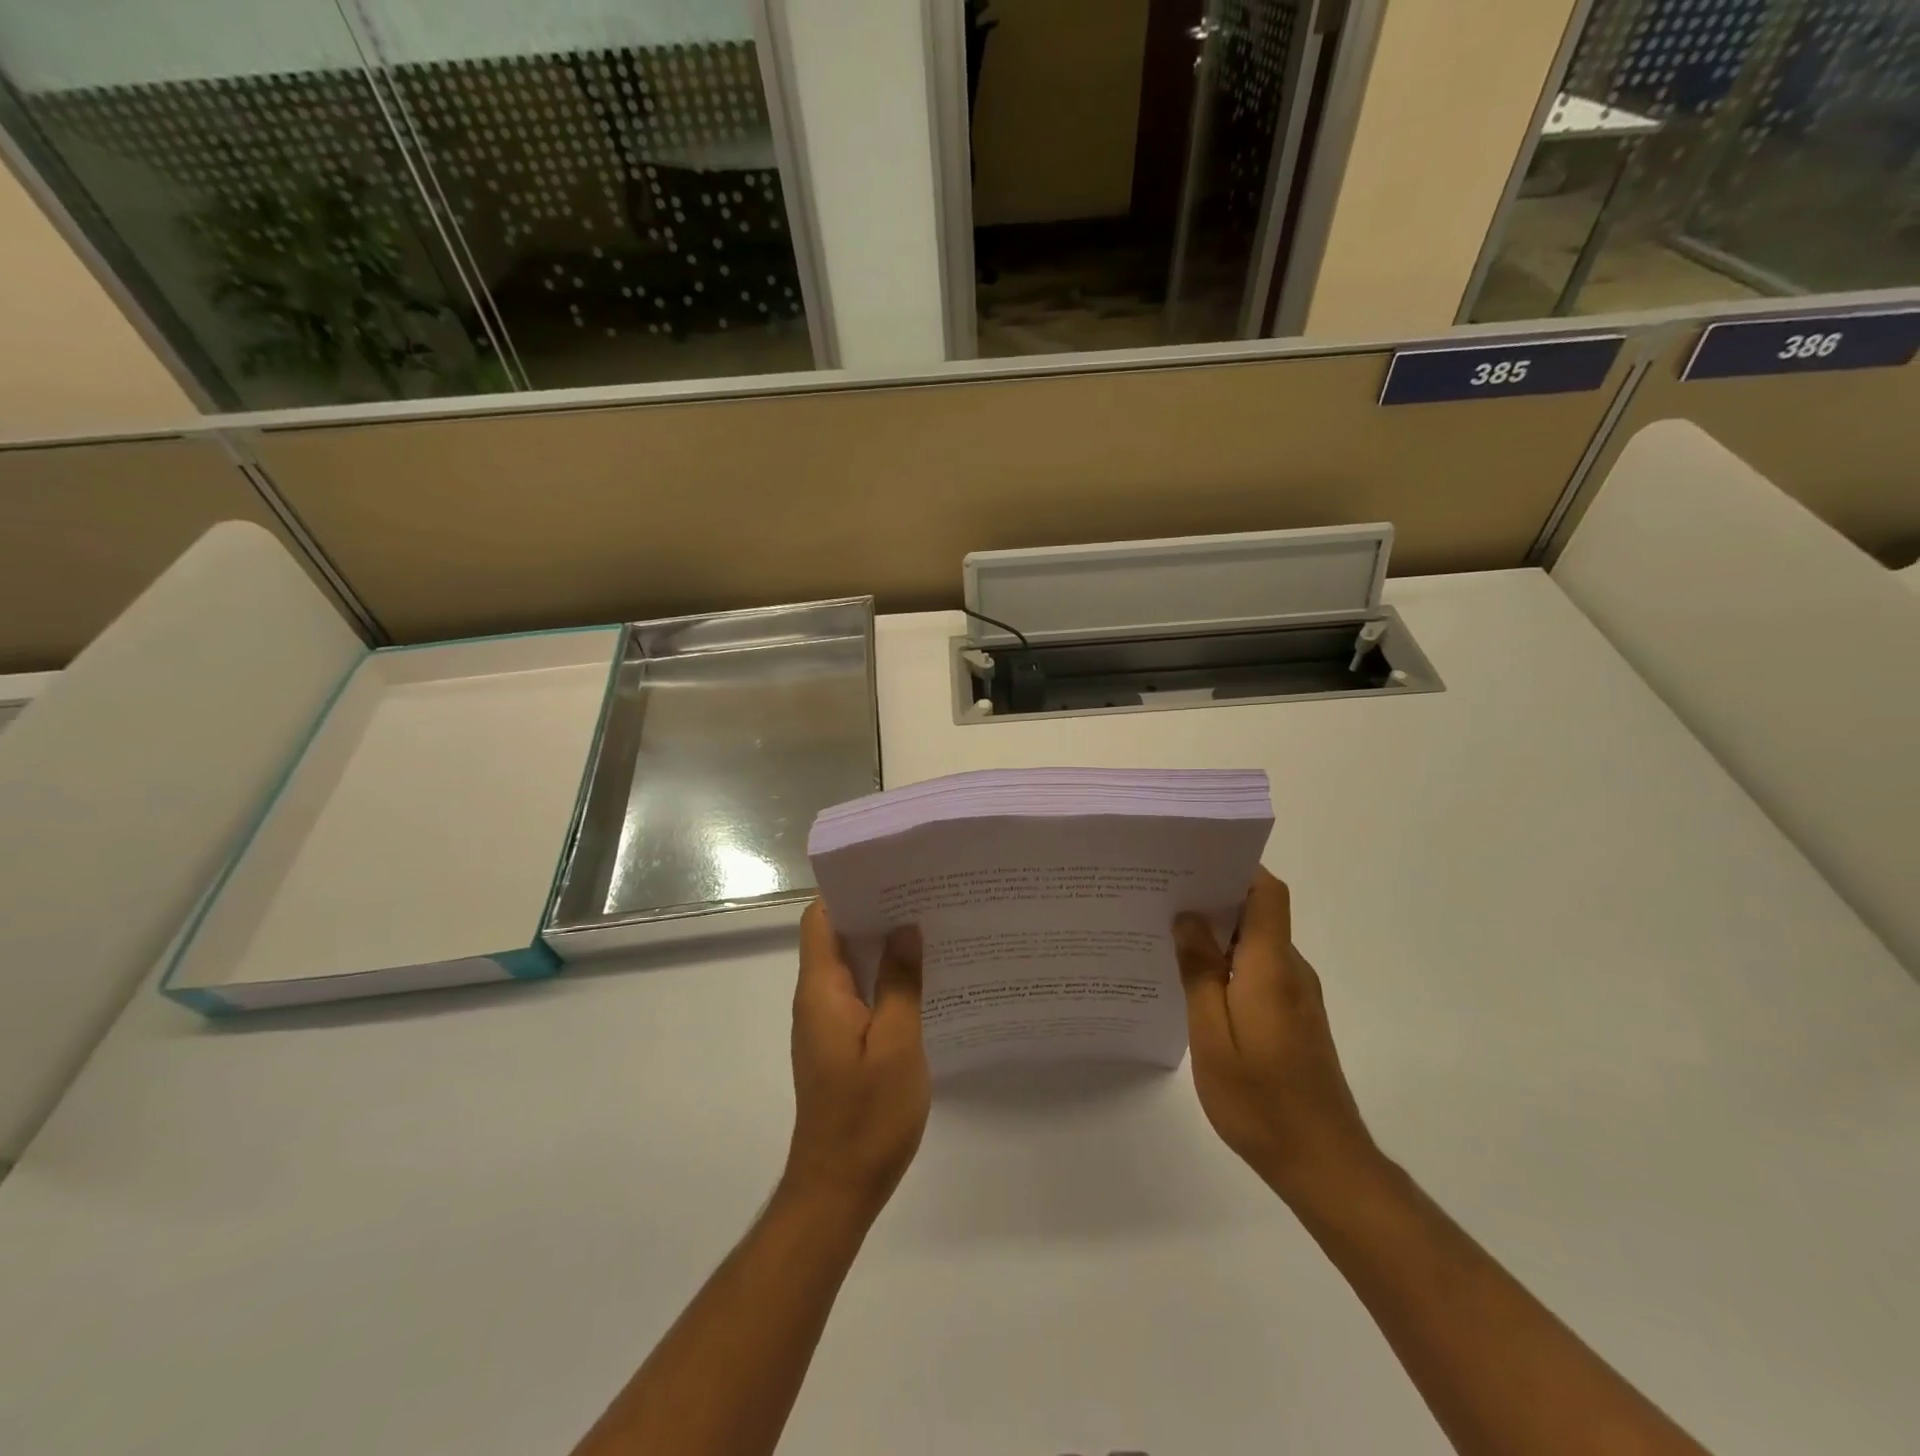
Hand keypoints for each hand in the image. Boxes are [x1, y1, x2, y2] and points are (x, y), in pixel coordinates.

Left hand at [782, 902, 929, 1221]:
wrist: (838, 1188)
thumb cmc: (867, 1115)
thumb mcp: (897, 1043)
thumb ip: (900, 982)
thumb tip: (905, 928)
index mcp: (821, 990)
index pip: (820, 919)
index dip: (848, 890)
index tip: (889, 873)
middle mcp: (816, 999)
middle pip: (835, 936)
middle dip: (873, 912)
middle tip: (922, 894)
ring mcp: (826, 1023)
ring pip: (849, 965)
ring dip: (880, 945)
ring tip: (927, 926)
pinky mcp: (838, 1043)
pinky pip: (858, 993)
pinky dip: (882, 977)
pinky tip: (920, 978)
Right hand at [1174, 868, 1378, 1203]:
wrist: (1324, 1164)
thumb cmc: (1261, 1101)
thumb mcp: (1212, 1037)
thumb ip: (1199, 973)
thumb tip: (1187, 918)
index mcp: (1271, 967)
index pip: (1267, 893)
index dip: (1237, 867)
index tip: (1193, 860)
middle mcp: (1291, 970)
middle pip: (1259, 912)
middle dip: (1214, 896)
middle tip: (1162, 895)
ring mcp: (1297, 994)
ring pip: (1256, 942)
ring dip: (1219, 932)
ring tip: (1168, 933)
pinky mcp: (1295, 1016)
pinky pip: (1259, 969)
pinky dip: (1229, 962)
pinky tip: (1195, 980)